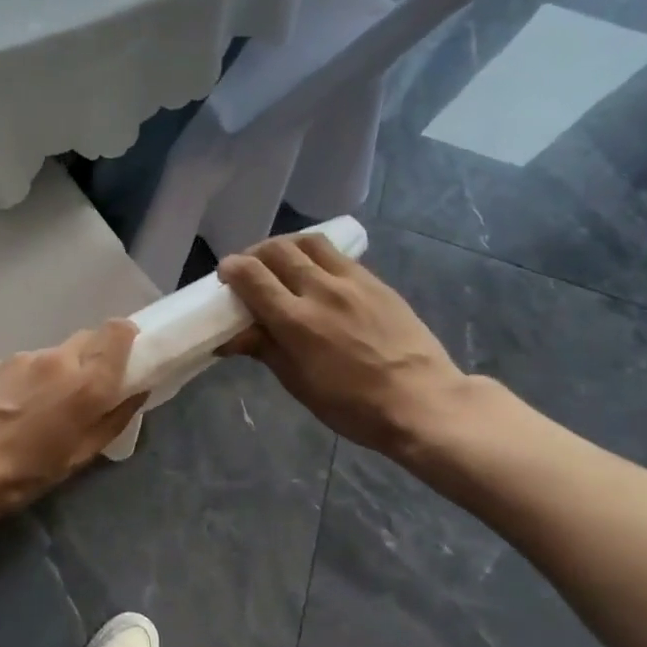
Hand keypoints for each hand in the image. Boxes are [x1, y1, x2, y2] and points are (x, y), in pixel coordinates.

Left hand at [0, 320, 146, 523]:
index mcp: (86, 382)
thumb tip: (137, 391)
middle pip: (90, 337)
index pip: (118, 331)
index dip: (128, 339)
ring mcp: (26, 357)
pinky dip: (39, 376)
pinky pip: (33, 361)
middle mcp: (59, 358)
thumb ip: (114, 418)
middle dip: (98, 356)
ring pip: (60, 351)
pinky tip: (22, 406)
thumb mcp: (80, 456)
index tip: (129, 359)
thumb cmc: (25, 472)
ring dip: (66, 369)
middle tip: (92, 389)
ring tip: (50, 405)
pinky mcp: (1, 361)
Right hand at [218, 234, 471, 456]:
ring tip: (279, 262)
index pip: (252, 275)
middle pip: (276, 250)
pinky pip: (336, 254)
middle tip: (248, 271)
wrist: (421, 401)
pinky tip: (314, 272)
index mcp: (295, 320)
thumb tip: (228, 336)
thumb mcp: (298, 382)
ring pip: (308, 242)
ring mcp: (351, 281)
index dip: (231, 270)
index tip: (224, 277)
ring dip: (284, 246)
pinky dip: (314, 254)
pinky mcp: (374, 281)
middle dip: (253, 255)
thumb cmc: (351, 404)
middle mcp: (320, 290)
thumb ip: (264, 349)